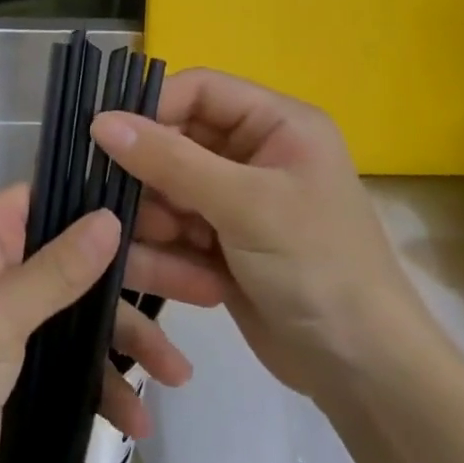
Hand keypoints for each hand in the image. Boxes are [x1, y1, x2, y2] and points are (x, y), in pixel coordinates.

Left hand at [0, 184, 224, 462]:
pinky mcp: (20, 361)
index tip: (172, 217)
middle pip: (83, 257)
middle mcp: (2, 262)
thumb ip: (57, 270)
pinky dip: (101, 383)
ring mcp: (13, 314)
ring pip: (85, 311)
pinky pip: (72, 358)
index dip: (112, 204)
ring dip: (130, 341)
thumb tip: (110, 217)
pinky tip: (135, 419)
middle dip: (139, 280)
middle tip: (207, 291)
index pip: (58, 198)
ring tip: (180, 376)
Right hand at [93, 70, 439, 409]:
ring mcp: (236, 200)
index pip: (200, 90)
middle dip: (150, 175)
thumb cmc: (316, 267)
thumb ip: (170, 160)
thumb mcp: (244, 205)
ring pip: (167, 188)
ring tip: (165, 251)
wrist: (363, 372)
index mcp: (277, 124)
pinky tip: (184, 280)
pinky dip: (168, 251)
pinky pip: (174, 228)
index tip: (105, 136)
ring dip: (157, 219)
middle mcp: (255, 153)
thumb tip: (100, 121)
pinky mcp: (222, 242)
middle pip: (176, 140)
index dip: (152, 107)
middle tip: (122, 205)